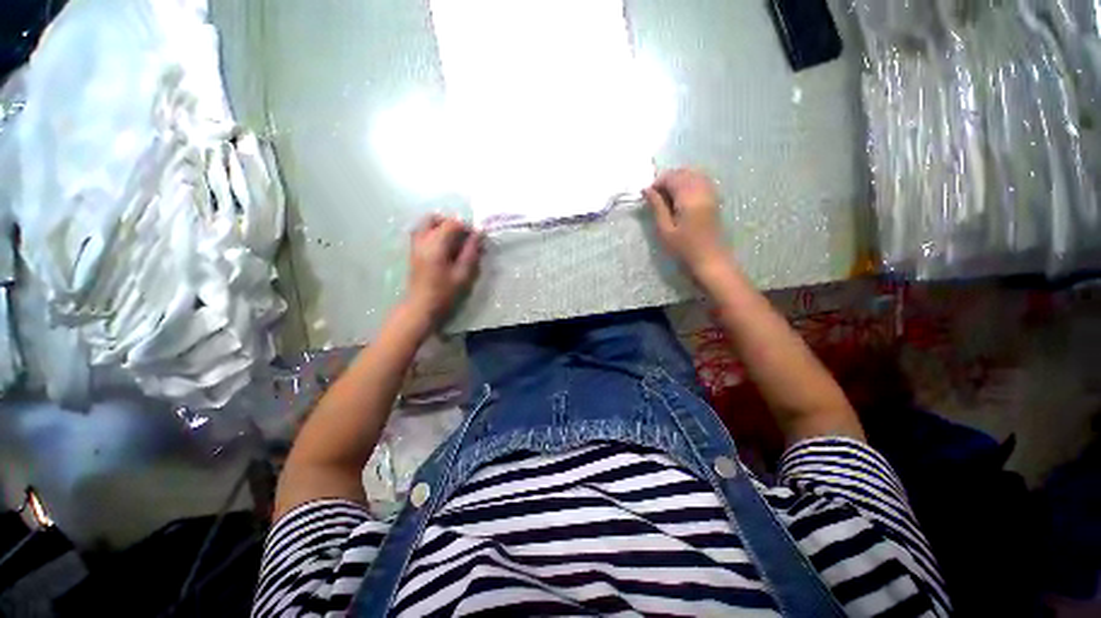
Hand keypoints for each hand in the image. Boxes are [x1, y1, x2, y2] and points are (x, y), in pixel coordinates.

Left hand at [405, 215, 482, 322]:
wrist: (421, 306)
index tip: (476, 238)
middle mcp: (422, 240)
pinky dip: (434, 234)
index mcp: (435, 244)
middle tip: (463, 237)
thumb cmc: (444, 292)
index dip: (466, 227)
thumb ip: (471, 252)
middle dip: (450, 223)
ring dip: (441, 227)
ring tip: (454, 242)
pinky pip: (422, 233)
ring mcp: (415, 245)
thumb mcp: (463, 273)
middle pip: (434, 218)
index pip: (452, 224)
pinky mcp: (413, 251)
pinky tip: (444, 249)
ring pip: (426, 224)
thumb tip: (479, 234)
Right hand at [644, 169, 727, 274]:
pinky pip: (701, 181)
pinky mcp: (714, 199)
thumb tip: (647, 190)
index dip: (657, 182)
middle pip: (683, 173)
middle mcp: (701, 189)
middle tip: (655, 196)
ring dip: (678, 180)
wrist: (710, 260)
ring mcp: (710, 193)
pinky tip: (681, 197)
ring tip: (667, 197)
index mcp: (688, 197)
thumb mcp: (665, 230)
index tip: (647, 195)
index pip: (671, 177)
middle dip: (667, 180)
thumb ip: (657, 207)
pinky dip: (689, 183)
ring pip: (693, 175)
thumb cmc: (684, 248)